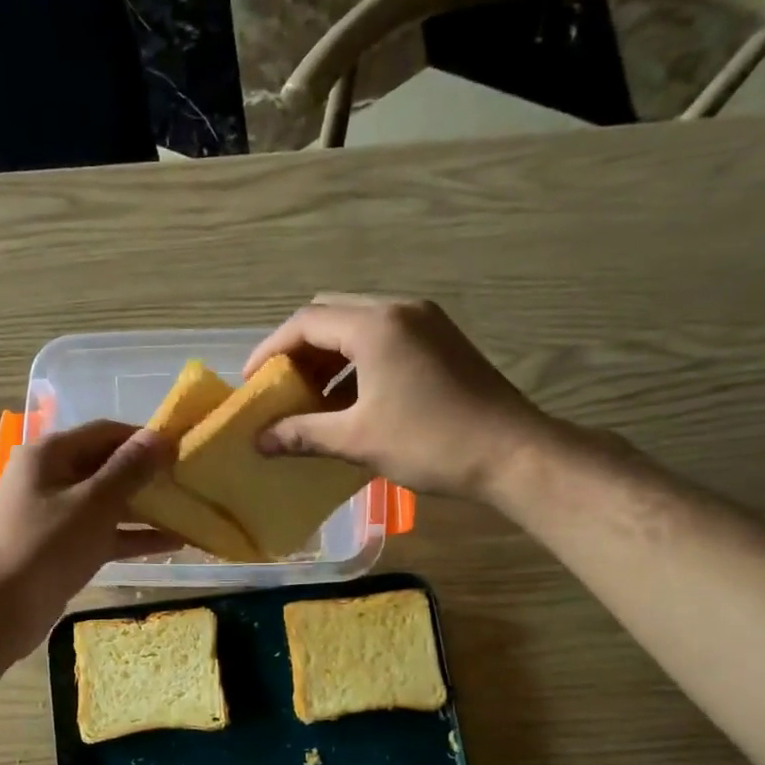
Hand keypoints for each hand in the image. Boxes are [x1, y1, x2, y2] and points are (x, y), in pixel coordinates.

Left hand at [0, 420, 179, 657]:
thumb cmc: (45, 547)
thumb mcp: (93, 504)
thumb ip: (129, 469)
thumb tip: (160, 437)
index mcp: (50, 454)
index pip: (105, 432)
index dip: (144, 438)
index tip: (184, 449)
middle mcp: (52, 477)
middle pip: (108, 466)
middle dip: (149, 475)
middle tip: (192, 482)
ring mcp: (57, 514)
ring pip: (109, 503)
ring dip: (147, 509)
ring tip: (191, 513)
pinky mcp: (64, 547)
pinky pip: (104, 533)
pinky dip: (133, 537)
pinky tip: (173, 543)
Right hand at [245, 293, 560, 500]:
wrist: (513, 454)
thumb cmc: (430, 442)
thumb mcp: (357, 439)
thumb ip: (302, 433)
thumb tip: (258, 441)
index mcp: (376, 326)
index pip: (305, 322)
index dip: (270, 350)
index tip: (251, 382)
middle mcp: (400, 310)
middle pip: (330, 314)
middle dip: (298, 349)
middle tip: (280, 387)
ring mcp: (426, 322)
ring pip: (358, 325)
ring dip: (328, 355)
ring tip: (309, 397)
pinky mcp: (441, 341)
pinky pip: (384, 338)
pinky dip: (356, 360)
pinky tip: (349, 398)